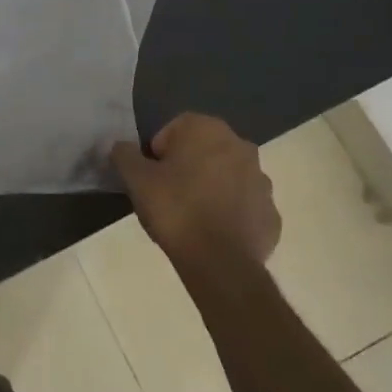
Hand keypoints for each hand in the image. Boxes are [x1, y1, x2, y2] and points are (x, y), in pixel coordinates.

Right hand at [111, 114, 279, 273]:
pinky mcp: (271, 213)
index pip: (175, 129)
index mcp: (208, 130)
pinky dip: (229, 213)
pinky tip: (212, 233)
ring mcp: (261, 180)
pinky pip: (243, 205)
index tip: (151, 176)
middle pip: (204, 150)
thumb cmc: (175, 209)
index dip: (158, 152)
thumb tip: (121, 146)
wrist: (219, 262)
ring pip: (226, 177)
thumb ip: (124, 155)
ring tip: (190, 216)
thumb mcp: (136, 180)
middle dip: (187, 167)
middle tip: (167, 195)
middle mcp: (241, 146)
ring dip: (210, 188)